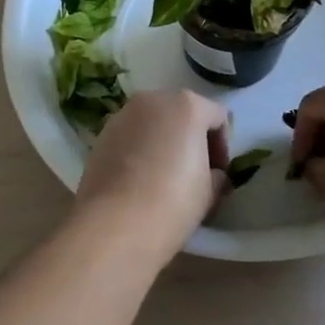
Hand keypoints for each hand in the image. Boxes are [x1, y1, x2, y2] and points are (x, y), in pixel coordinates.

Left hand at [75, 90, 230, 262]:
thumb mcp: (210, 192)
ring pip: (153, 123)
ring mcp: (123, 115)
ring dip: (163, 142)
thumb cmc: (172, 202)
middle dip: (191, 139)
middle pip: (182, 113)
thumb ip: (216, 174)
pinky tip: (139, 180)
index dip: (222, 147)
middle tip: (194, 173)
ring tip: (163, 177)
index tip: (218, 174)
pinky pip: (130, 136)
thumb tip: (212, 175)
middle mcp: (153, 100)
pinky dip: (139, 150)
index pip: (218, 118)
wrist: (114, 224)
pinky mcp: (101, 135)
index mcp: (187, 106)